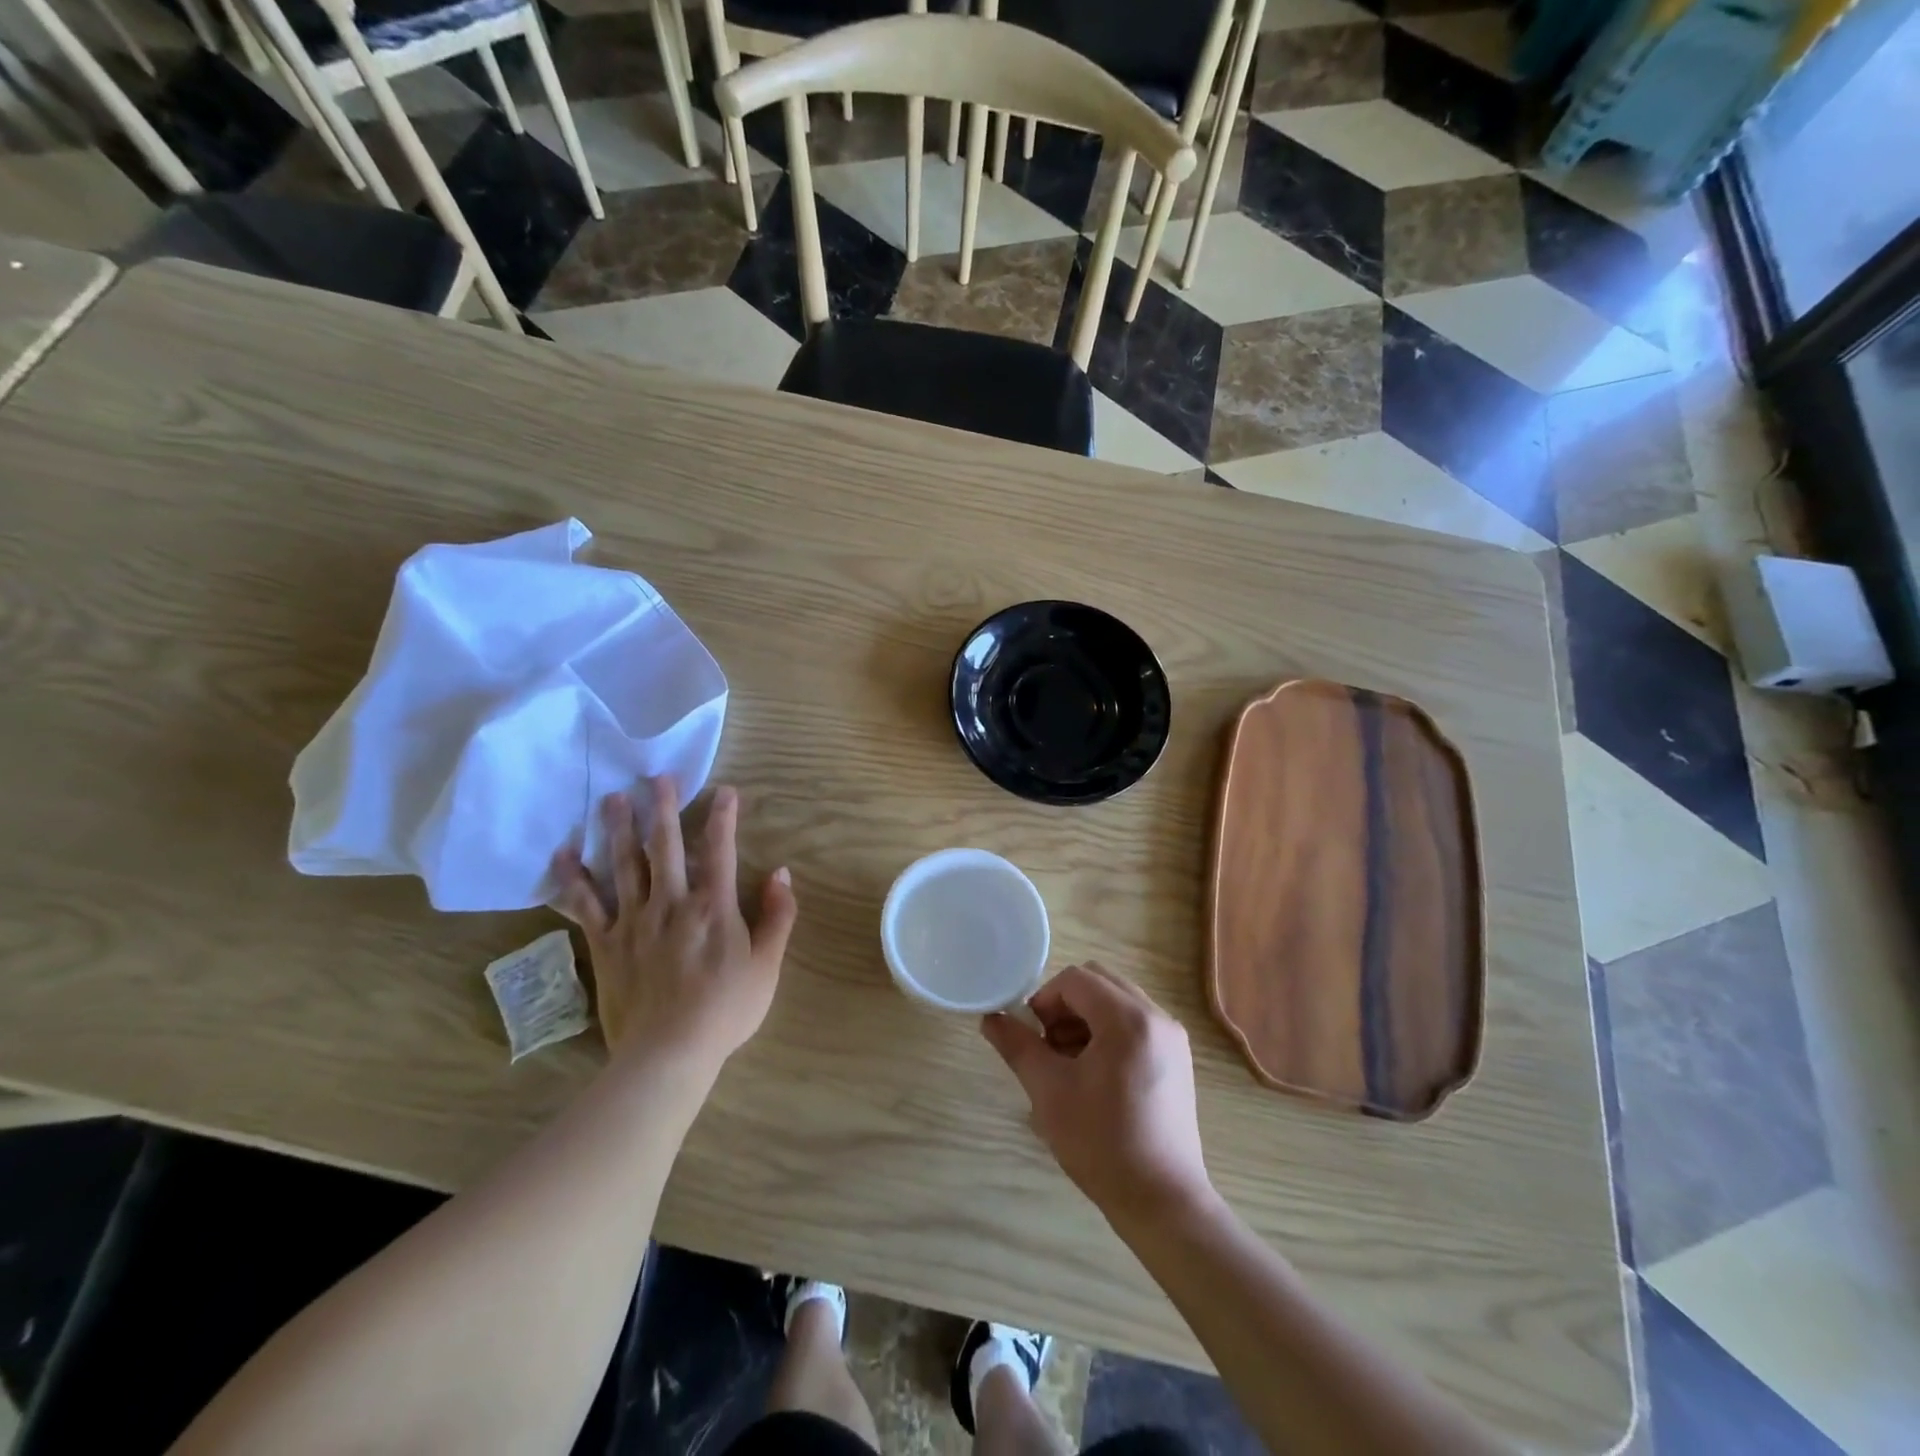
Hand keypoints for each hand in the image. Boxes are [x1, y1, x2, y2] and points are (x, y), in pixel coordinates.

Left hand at [550, 778, 797, 1072]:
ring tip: (612, 799)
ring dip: (618, 830)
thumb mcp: (767, 964)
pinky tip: (564, 855)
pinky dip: (572, 880)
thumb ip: (778, 916)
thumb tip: (781, 873)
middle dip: (662, 808)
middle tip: (656, 777)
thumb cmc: (726, 1009)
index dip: (723, 817)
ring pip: (623, 865)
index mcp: (713, 906)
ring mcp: (634, 922)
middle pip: (665, 846)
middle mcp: (672, 902)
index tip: (725, 790)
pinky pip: (585, 906)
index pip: (720, 850)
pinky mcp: (606, 944)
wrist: (670, 1053)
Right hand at [982, 963, 1210, 1221]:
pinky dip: (1108, 1032)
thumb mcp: (1049, 1091)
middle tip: (1048, 1046)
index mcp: (1128, 1019)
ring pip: (1117, 1001)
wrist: (1162, 1202)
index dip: (1045, 999)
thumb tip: (991, 1019)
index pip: (1076, 979)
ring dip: (1086, 1018)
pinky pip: (1135, 1023)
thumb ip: (1018, 1046)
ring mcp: (1172, 1037)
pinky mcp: (1177, 1058)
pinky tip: (1094, 1075)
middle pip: (1099, 982)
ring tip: (1068, 1064)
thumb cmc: (1102, 1143)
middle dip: (1066, 1005)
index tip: (1031, 1034)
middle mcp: (1157, 1017)